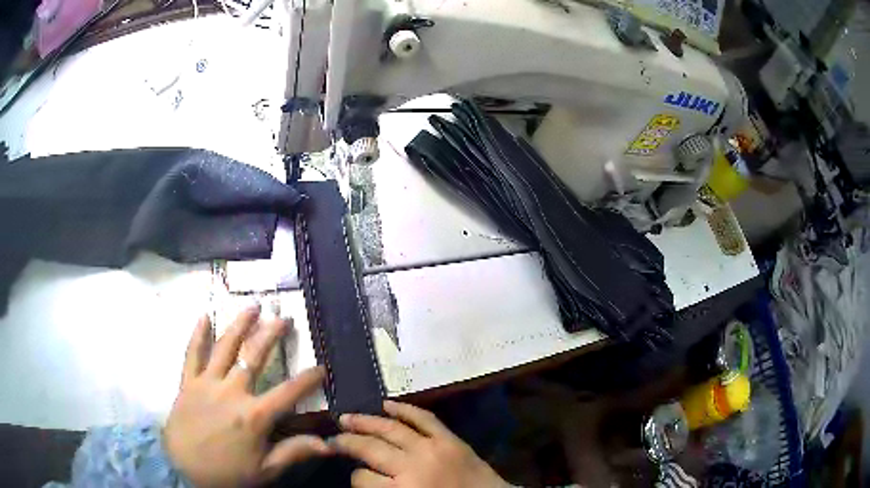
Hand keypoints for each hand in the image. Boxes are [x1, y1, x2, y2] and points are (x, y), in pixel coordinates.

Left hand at [164, 307, 329, 486]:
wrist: (183, 470)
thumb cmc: (228, 473)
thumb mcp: (265, 470)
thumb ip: (294, 452)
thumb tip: (329, 445)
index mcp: (254, 416)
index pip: (289, 392)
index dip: (308, 379)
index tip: (322, 368)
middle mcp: (232, 392)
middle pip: (254, 356)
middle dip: (271, 335)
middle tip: (283, 318)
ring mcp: (207, 383)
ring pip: (225, 347)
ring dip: (240, 324)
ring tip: (253, 306)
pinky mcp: (188, 382)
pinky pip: (192, 354)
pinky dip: (197, 334)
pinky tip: (204, 316)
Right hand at [336, 401, 509, 487]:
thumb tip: (361, 478)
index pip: (362, 479)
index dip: (355, 477)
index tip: (354, 474)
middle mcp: (412, 467)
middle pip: (369, 449)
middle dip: (347, 442)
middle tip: (333, 438)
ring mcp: (432, 448)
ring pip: (391, 429)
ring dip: (366, 421)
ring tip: (346, 417)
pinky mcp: (451, 439)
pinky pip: (424, 418)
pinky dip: (405, 409)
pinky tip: (386, 403)